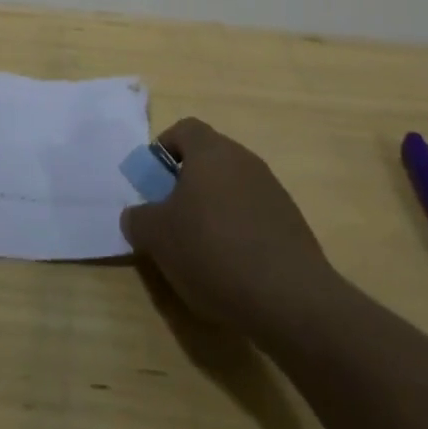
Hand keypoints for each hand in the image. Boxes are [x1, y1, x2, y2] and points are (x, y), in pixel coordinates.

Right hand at [121, 118, 334, 341]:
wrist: (290, 298)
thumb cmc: (213, 251)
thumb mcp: (158, 237)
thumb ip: (138, 219)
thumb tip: (136, 215)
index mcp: (211, 151)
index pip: (183, 129)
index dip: (164, 150)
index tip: (154, 182)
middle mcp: (243, 159)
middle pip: (208, 159)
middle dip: (187, 184)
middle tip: (172, 219)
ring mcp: (272, 190)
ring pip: (232, 188)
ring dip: (214, 210)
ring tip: (202, 251)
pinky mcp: (291, 223)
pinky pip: (254, 216)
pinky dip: (239, 232)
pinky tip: (234, 269)